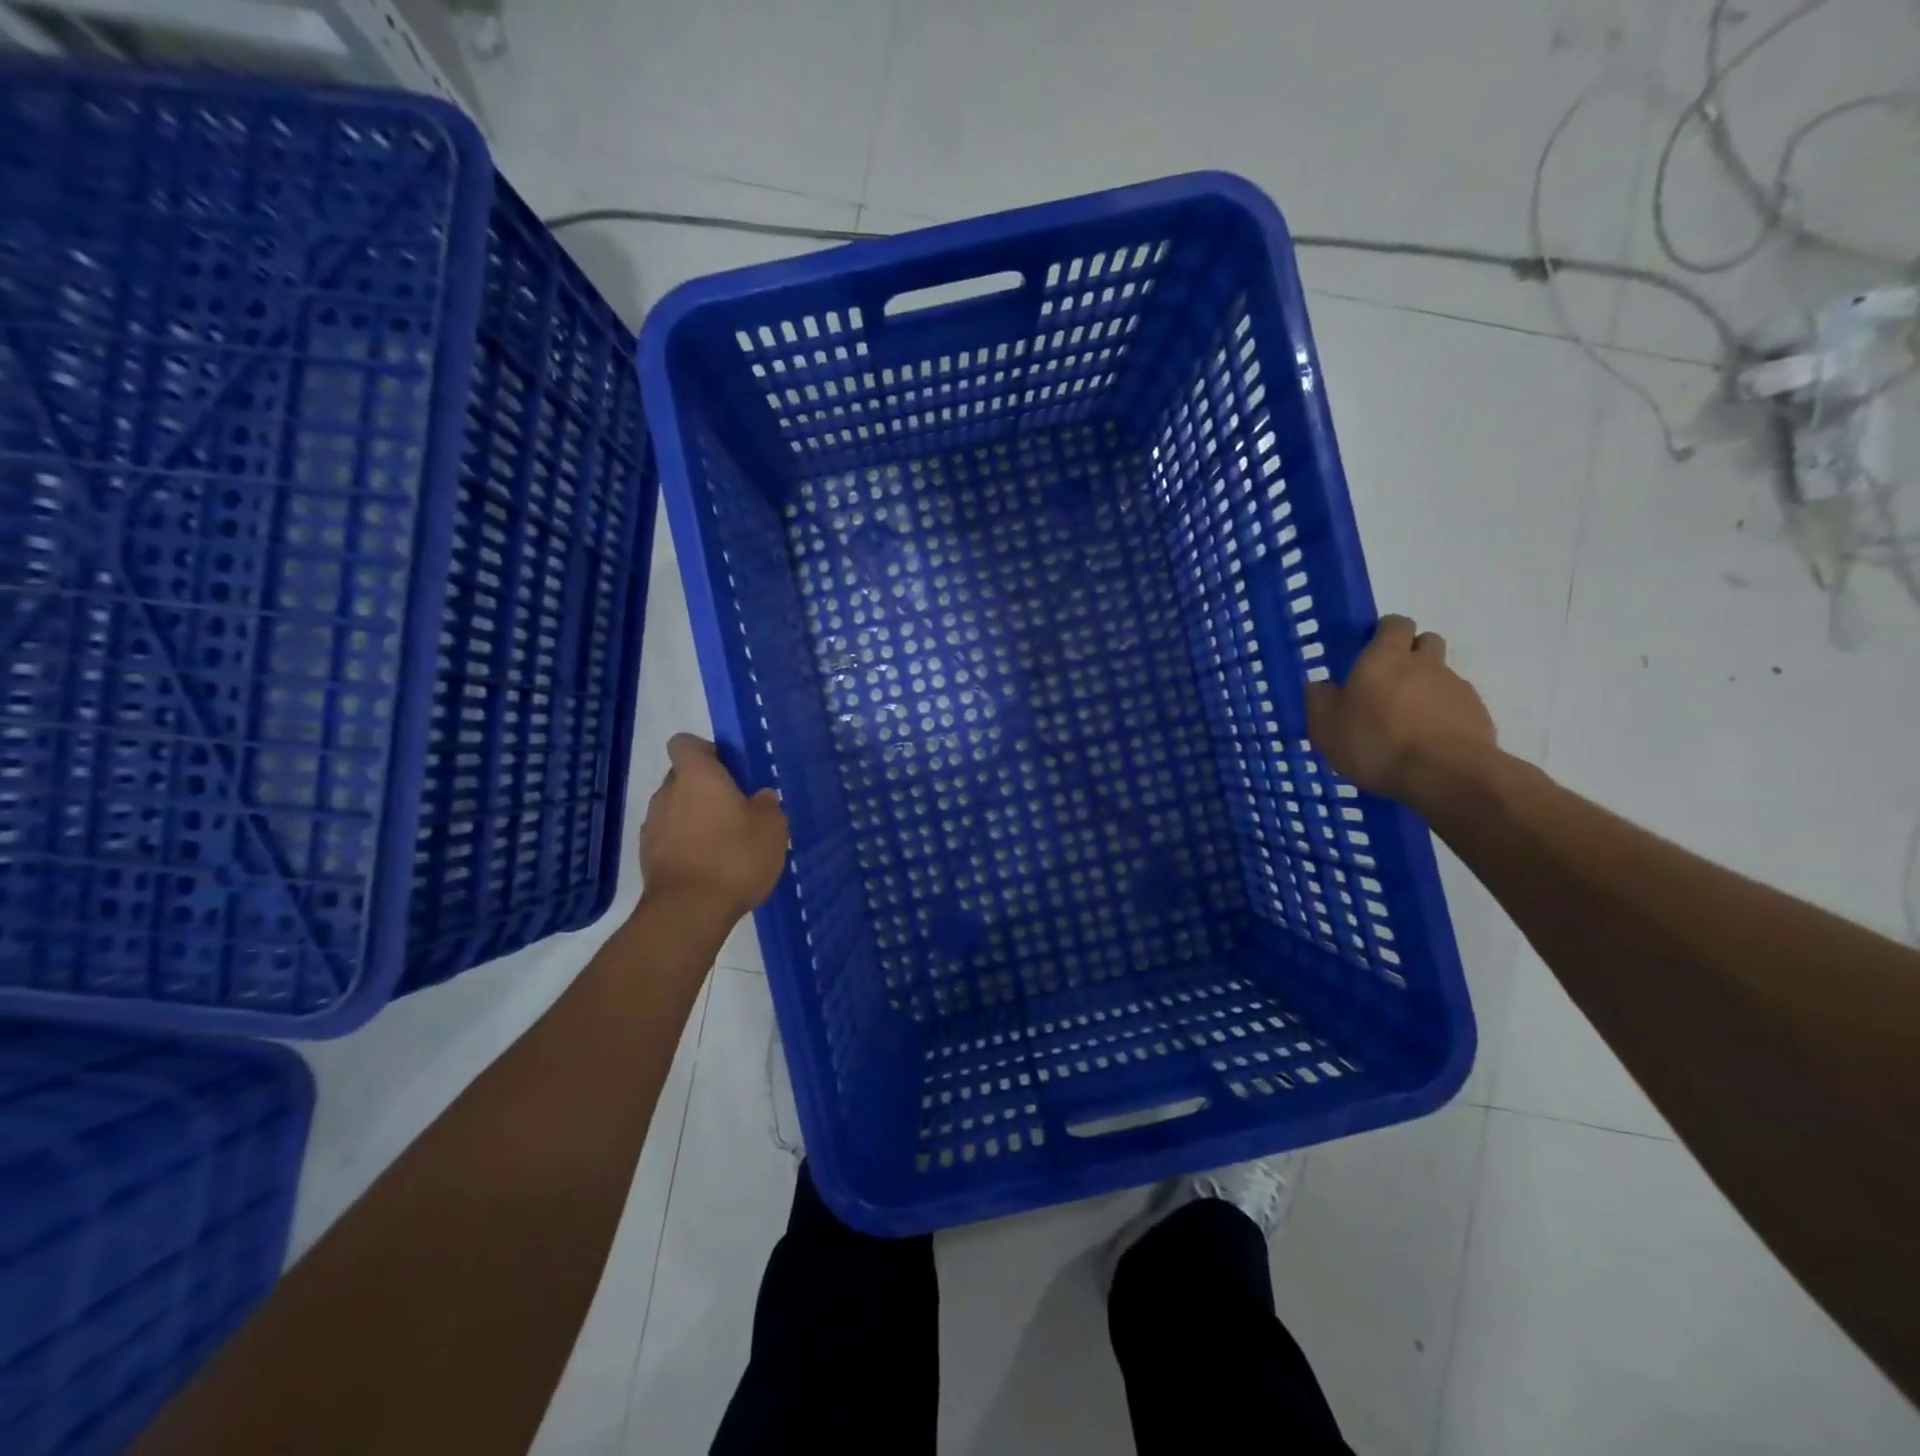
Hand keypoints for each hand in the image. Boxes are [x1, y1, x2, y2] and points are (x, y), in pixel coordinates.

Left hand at [638, 734, 788, 924]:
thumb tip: (760, 798)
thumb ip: (767, 805)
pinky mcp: (647, 858)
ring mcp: (652, 827)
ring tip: (725, 843)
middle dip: (705, 789)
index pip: (685, 743)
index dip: (706, 751)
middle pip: (682, 778)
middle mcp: (667, 794)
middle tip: (736, 810)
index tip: (729, 769)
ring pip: (675, 810)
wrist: (689, 910)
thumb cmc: (735, 856)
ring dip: (695, 819)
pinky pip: (670, 840)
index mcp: (696, 776)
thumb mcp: (771, 827)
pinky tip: (710, 867)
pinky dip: (686, 846)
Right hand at [1305, 616, 1496, 803]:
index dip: (1384, 633)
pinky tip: (1427, 743)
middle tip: (1389, 683)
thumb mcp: (1326, 727)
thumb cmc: (1376, 743)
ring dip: (1425, 689)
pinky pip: (1456, 706)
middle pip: (1425, 642)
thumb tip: (1320, 687)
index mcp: (1385, 658)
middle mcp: (1425, 664)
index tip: (1370, 650)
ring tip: (1406, 723)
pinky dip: (1443, 716)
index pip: (1394, 624)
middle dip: (1411, 654)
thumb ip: (1320, 701)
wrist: (1446, 775)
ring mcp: (1456, 688)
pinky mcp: (1478, 715)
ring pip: (1441, 676)